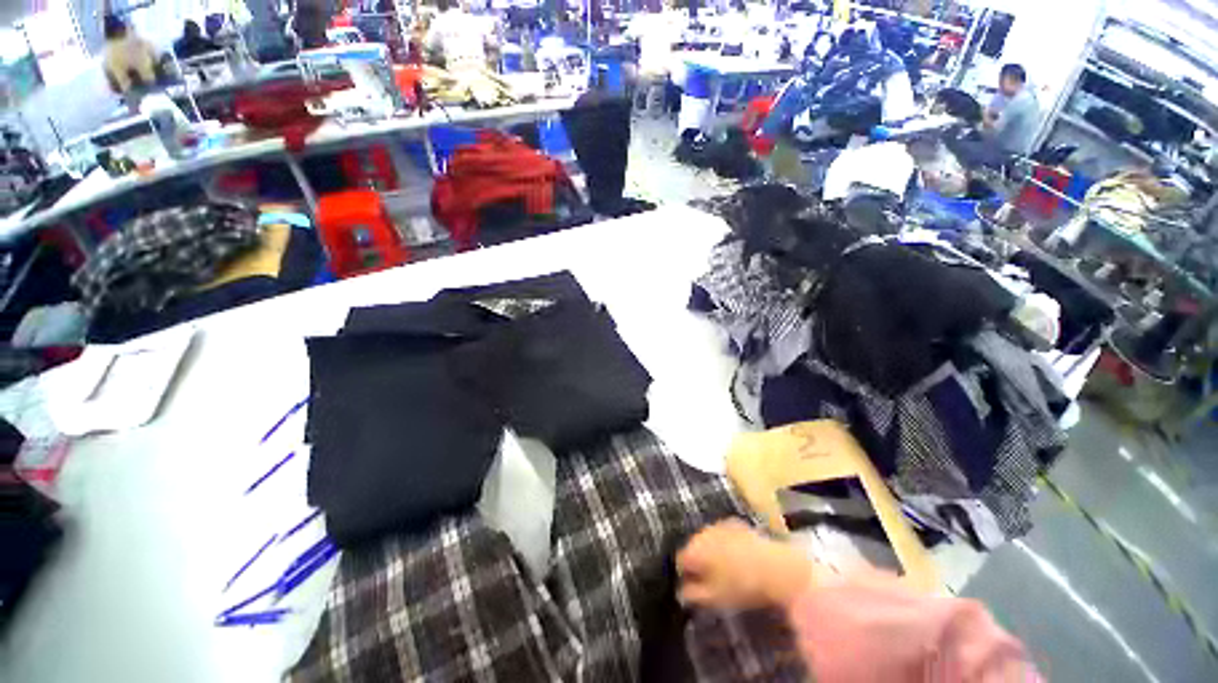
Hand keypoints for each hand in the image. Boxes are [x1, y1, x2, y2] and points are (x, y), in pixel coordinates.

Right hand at [676, 518, 815, 610]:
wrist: (776, 566)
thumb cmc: (742, 585)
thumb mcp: (714, 598)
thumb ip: (693, 595)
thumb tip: (682, 593)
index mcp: (694, 548)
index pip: (680, 561)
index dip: (684, 576)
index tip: (692, 589)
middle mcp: (703, 532)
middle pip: (694, 547)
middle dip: (698, 562)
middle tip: (709, 582)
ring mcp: (720, 525)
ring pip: (708, 540)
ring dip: (711, 552)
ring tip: (724, 571)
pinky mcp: (736, 523)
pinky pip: (723, 535)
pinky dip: (725, 545)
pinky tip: (737, 558)